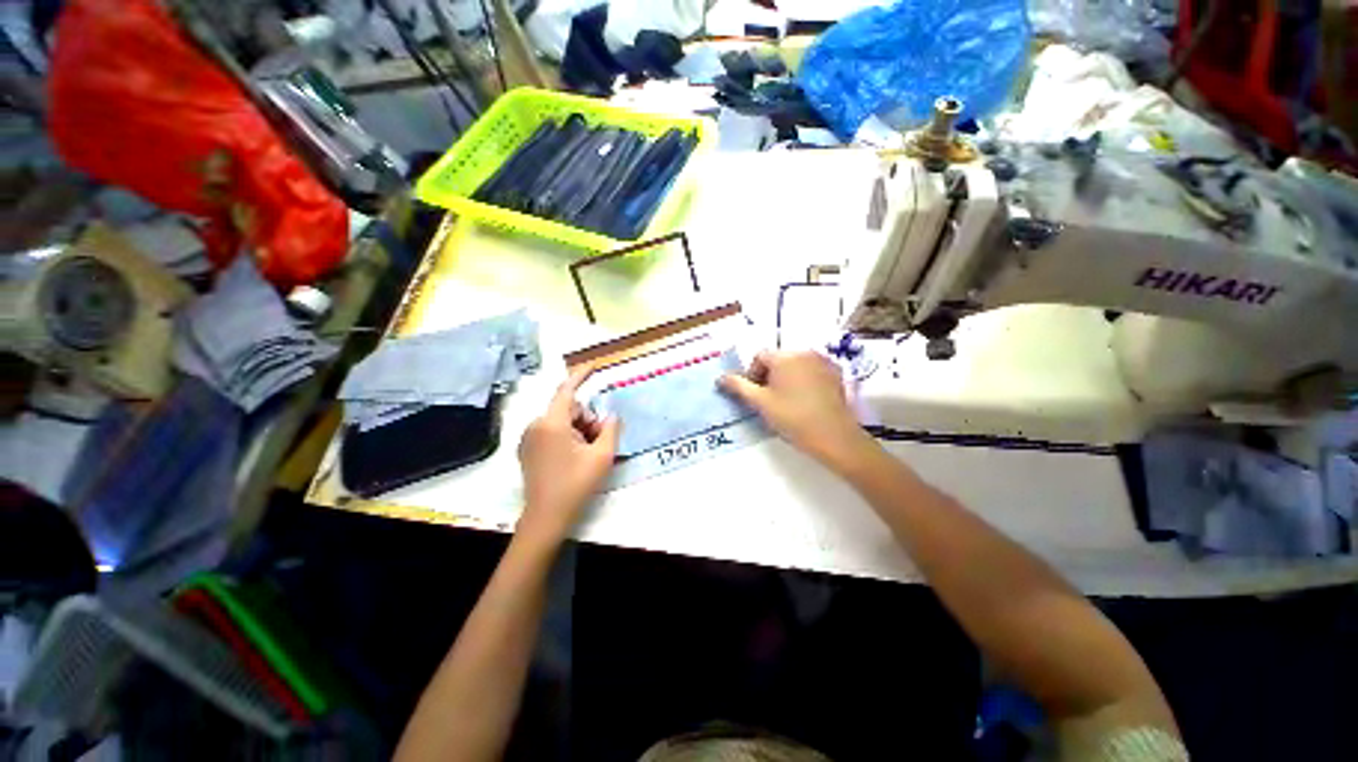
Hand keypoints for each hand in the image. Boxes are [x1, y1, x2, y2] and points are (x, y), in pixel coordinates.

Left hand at [516, 368, 620, 543]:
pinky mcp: (527, 449)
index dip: (581, 375)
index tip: (593, 366)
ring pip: (561, 420)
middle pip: (569, 409)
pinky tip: (575, 456)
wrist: (546, 517)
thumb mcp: (602, 456)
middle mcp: (535, 426)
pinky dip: (567, 436)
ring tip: (588, 452)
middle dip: (587, 419)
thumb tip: (611, 416)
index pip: (567, 391)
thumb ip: (611, 429)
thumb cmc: (576, 485)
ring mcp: (528, 438)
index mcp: (551, 424)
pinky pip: (552, 431)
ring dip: (579, 430)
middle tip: (599, 441)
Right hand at [719, 350, 870, 465]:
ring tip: (787, 401)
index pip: (759, 357)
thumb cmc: (792, 418)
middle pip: (778, 359)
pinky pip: (812, 370)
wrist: (833, 436)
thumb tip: (720, 378)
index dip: (752, 375)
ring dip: (786, 378)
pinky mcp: (836, 373)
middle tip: (769, 400)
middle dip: (769, 376)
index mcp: (784, 357)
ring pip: (795, 365)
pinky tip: (805, 400)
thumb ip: (738, 387)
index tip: (756, 395)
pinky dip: (804, 380)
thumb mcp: (760, 403)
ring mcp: (823, 361)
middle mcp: (804, 352)